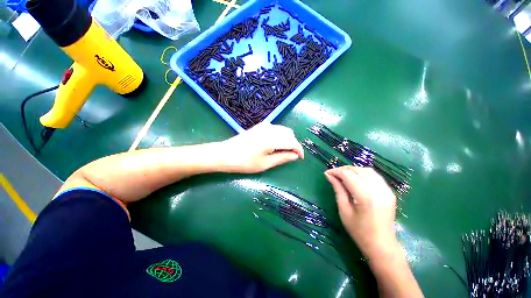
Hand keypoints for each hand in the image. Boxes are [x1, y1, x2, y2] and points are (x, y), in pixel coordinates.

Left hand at [218, 123, 303, 172]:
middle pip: (289, 134)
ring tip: (284, 151)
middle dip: (293, 144)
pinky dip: (280, 135)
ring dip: (287, 139)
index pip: (292, 142)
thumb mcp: (265, 163)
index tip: (300, 158)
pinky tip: (275, 144)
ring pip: (283, 130)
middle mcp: (270, 129)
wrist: (225, 154)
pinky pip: (276, 129)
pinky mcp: (259, 126)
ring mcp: (264, 126)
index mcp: (272, 139)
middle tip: (291, 156)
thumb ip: (282, 158)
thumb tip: (295, 156)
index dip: (299, 150)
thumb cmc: (245, 162)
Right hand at [325, 166, 398, 259]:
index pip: (348, 175)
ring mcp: (386, 190)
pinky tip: (357, 180)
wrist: (382, 245)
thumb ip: (338, 190)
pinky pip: (375, 176)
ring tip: (344, 176)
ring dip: (353, 170)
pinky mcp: (389, 192)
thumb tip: (329, 175)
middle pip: (357, 170)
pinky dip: (363, 174)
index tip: (327, 173)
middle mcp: (377, 190)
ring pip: (367, 170)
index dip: (336, 171)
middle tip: (334, 175)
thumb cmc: (359, 231)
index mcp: (365, 197)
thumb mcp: (344, 210)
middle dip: (343, 170)